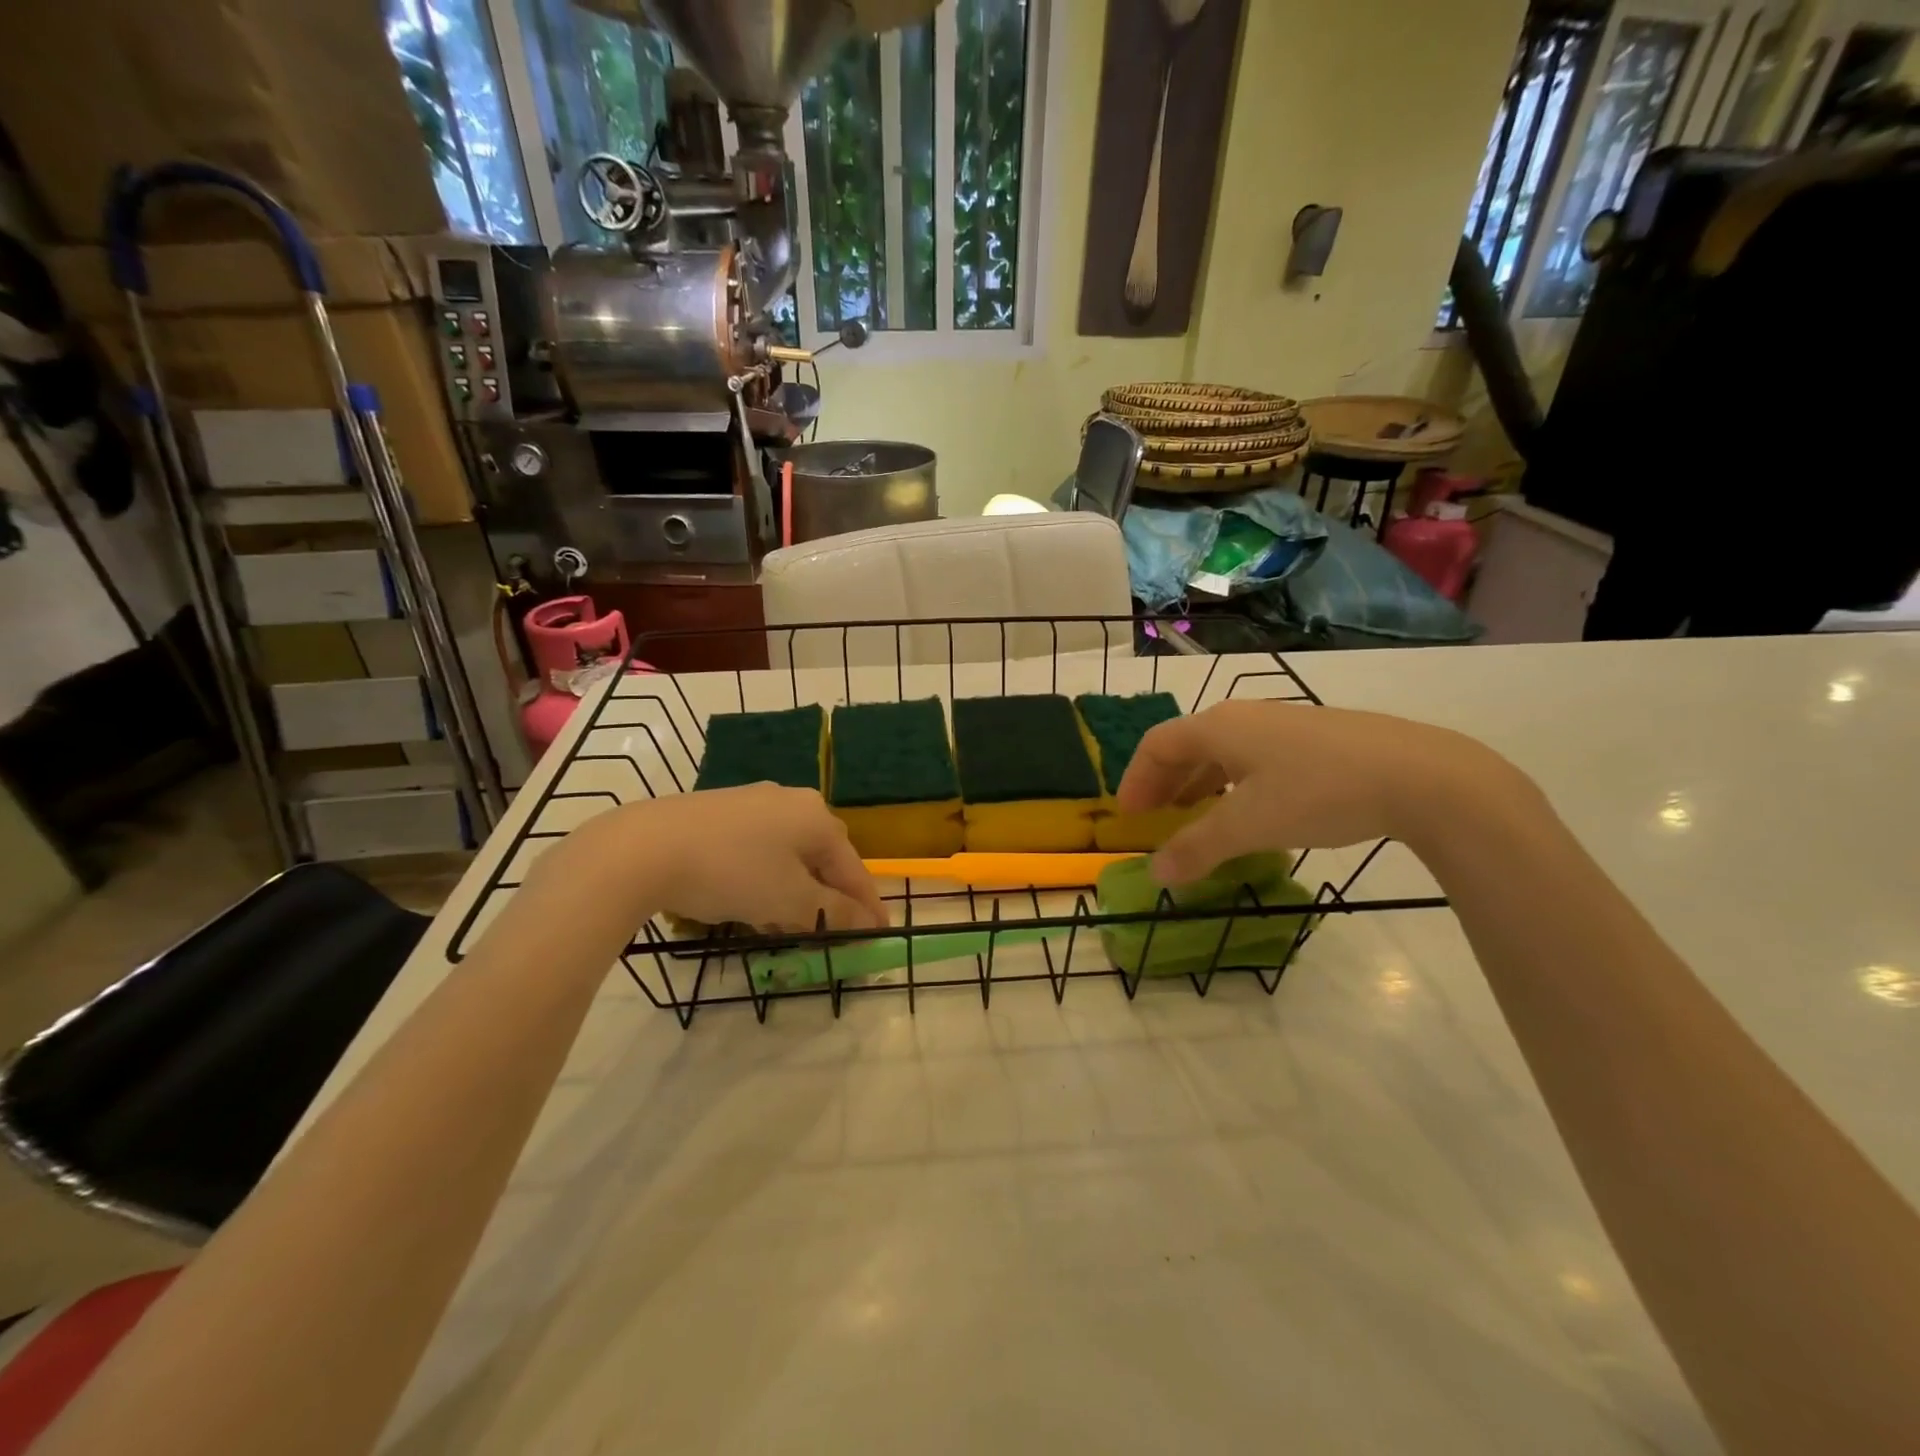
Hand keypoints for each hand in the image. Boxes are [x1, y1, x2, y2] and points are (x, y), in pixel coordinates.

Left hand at [544, 784, 887, 932]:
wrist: (644, 847)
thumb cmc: (732, 873)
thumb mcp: (789, 901)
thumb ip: (833, 912)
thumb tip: (867, 923)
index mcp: (817, 818)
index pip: (854, 870)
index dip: (867, 906)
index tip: (879, 936)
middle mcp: (792, 800)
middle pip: (824, 858)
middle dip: (830, 898)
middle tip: (832, 933)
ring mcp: (754, 801)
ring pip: (790, 853)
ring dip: (797, 889)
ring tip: (788, 923)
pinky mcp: (721, 810)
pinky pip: (760, 847)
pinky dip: (767, 876)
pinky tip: (751, 897)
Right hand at [1116, 701, 1526, 883]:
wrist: (1421, 775)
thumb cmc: (1319, 793)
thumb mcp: (1250, 825)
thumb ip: (1197, 848)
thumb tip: (1155, 874)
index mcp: (1218, 727)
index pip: (1156, 745)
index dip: (1136, 780)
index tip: (1128, 816)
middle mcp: (1243, 717)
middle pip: (1186, 745)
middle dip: (1164, 783)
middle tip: (1154, 820)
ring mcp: (1281, 725)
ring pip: (1222, 752)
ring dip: (1198, 784)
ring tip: (1195, 818)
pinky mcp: (1314, 739)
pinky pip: (1252, 758)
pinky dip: (1232, 784)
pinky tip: (1250, 811)